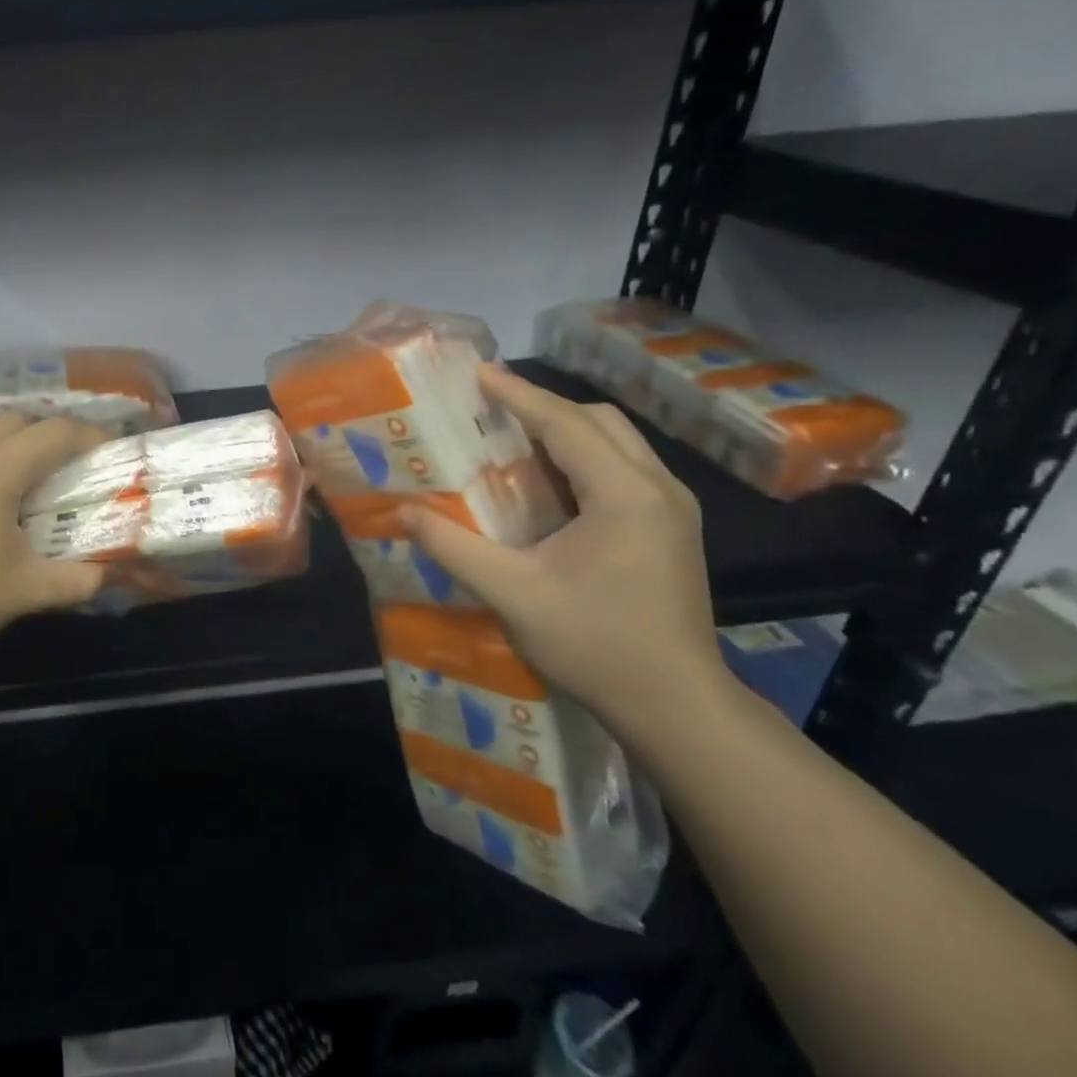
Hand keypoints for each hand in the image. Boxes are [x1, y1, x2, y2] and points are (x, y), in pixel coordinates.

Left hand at [0, 413, 109, 656]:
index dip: (89, 436)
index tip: (108, 450)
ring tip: (16, 478)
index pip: (56, 433)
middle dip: (47, 435)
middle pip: (16, 420)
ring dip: (7, 441)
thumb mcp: (23, 593)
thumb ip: (75, 582)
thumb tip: (107, 578)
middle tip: (63, 468)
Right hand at [399, 365, 741, 746]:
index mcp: (625, 495)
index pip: (566, 424)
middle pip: (600, 421)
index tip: (477, 372)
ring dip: (565, 430)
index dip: (518, 395)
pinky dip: (582, 458)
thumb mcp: (512, 594)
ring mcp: (672, 509)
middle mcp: (658, 489)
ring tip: (511, 436)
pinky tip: (547, 481)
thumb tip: (402, 512)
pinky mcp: (670, 529)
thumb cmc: (595, 645)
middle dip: (543, 405)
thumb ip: (454, 547)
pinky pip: (622, 469)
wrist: (675, 705)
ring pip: (617, 443)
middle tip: (490, 408)